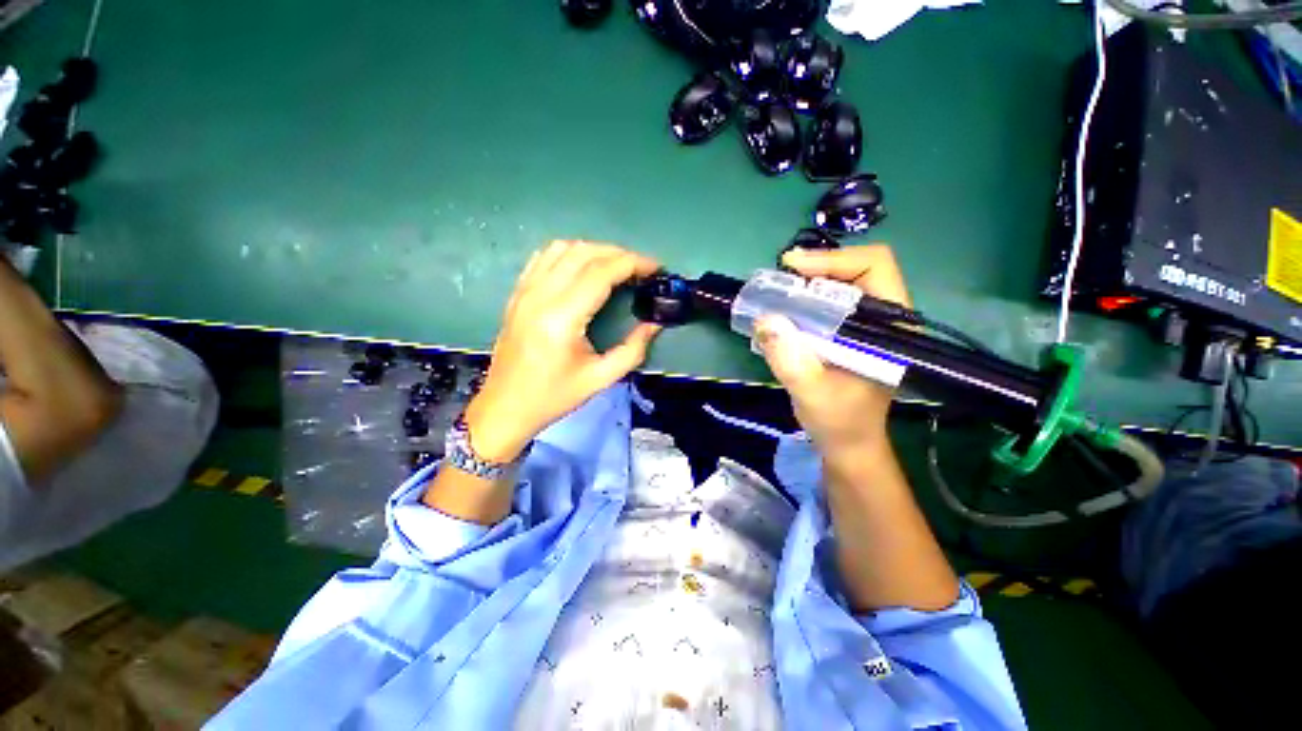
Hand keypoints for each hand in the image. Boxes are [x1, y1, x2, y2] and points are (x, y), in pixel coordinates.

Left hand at [463, 241, 661, 461]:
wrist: (505, 407)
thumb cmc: (553, 397)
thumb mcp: (600, 379)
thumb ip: (633, 350)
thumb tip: (654, 323)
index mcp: (561, 319)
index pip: (601, 273)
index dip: (632, 263)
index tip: (655, 267)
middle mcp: (540, 296)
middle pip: (583, 253)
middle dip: (619, 254)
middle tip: (641, 269)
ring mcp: (524, 291)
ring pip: (562, 248)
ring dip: (595, 250)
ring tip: (616, 266)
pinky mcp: (517, 294)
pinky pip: (543, 257)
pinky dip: (570, 254)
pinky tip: (583, 267)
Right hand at [755, 245, 910, 460]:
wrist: (847, 442)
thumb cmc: (839, 422)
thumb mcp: (812, 394)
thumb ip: (790, 360)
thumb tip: (764, 319)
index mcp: (891, 327)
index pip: (874, 267)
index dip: (834, 259)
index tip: (793, 269)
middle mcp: (884, 317)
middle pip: (856, 269)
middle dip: (816, 268)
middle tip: (780, 278)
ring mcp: (867, 324)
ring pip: (841, 283)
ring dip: (808, 282)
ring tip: (778, 291)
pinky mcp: (851, 332)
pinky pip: (829, 301)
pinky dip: (805, 299)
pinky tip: (785, 309)